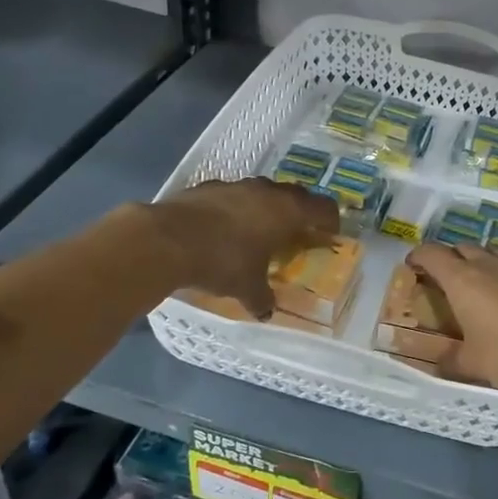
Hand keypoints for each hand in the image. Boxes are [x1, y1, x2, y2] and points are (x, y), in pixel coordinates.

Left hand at [155, 178, 338, 317]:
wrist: (166, 239)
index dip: (330, 220)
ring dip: (267, 207)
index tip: (331, 233)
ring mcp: (236, 185)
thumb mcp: (246, 288)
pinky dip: (236, 209)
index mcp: (287, 211)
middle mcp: (267, 191)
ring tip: (261, 229)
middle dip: (300, 212)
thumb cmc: (222, 261)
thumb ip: (262, 298)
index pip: (323, 208)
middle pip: (295, 195)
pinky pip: (233, 196)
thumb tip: (266, 312)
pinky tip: (224, 227)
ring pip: (263, 192)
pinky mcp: (207, 187)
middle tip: (298, 231)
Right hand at [406, 243, 497, 391]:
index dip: (419, 256)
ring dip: (483, 263)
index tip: (413, 265)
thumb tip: (437, 363)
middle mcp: (491, 265)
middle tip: (447, 279)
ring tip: (483, 285)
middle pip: (464, 247)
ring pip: (495, 253)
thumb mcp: (474, 365)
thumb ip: (451, 361)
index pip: (433, 253)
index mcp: (464, 280)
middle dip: (451, 258)